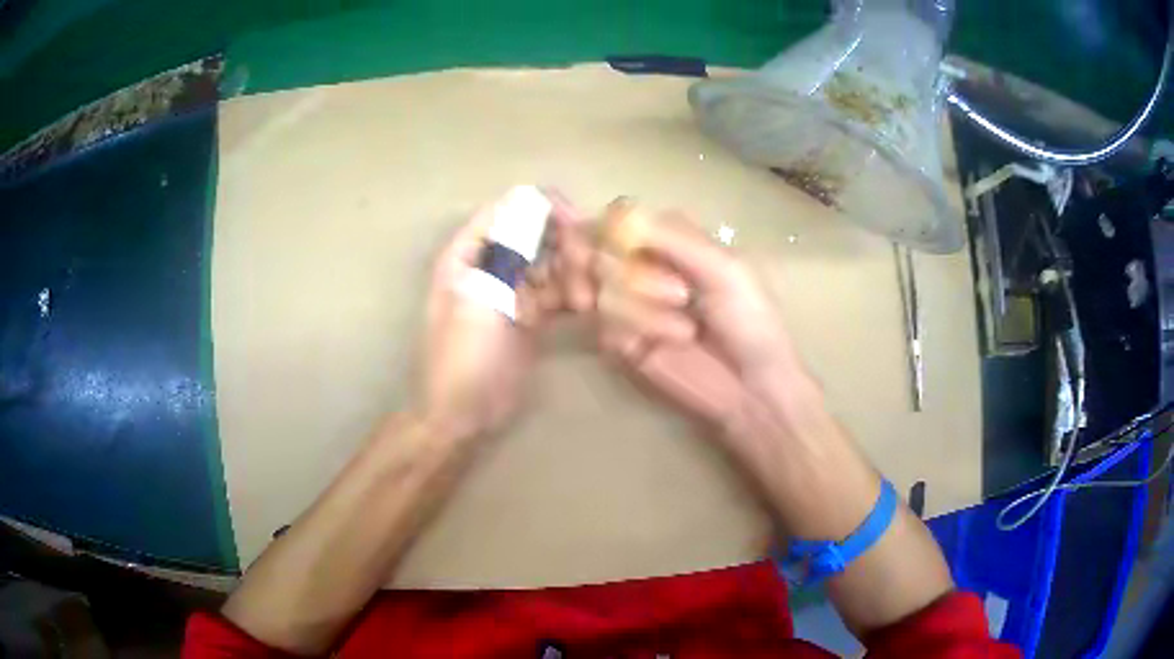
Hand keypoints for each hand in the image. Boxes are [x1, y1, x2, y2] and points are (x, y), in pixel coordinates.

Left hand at [418, 194, 570, 439]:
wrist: (462, 414)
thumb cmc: (463, 357)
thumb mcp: (480, 298)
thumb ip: (507, 249)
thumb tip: (532, 198)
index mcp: (469, 253)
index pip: (509, 208)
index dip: (544, 207)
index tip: (577, 223)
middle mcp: (492, 264)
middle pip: (537, 233)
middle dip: (566, 245)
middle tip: (586, 274)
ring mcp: (512, 290)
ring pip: (553, 262)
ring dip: (575, 273)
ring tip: (586, 302)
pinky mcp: (531, 315)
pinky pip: (558, 292)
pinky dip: (575, 295)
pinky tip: (588, 308)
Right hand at [575, 204, 813, 453]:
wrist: (752, 387)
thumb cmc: (750, 321)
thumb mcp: (723, 268)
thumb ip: (672, 238)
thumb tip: (618, 214)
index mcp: (669, 240)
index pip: (615, 220)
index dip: (597, 231)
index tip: (598, 243)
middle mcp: (642, 266)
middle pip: (597, 253)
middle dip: (631, 276)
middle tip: (675, 296)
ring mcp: (630, 306)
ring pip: (601, 292)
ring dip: (644, 311)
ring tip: (687, 330)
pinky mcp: (621, 342)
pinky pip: (603, 328)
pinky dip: (635, 334)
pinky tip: (664, 346)